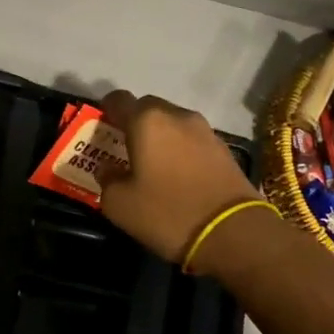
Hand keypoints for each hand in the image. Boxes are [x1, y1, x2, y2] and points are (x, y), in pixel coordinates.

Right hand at [98, 90, 259, 263]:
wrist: (233, 233)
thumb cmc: (167, 213)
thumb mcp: (119, 204)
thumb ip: (107, 179)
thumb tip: (108, 168)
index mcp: (146, 121)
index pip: (118, 100)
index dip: (105, 110)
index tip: (100, 127)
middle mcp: (177, 116)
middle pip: (148, 108)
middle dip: (134, 123)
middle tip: (123, 149)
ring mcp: (205, 131)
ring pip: (172, 124)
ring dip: (159, 137)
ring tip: (151, 164)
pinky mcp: (224, 149)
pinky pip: (191, 141)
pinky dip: (180, 150)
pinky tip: (176, 175)